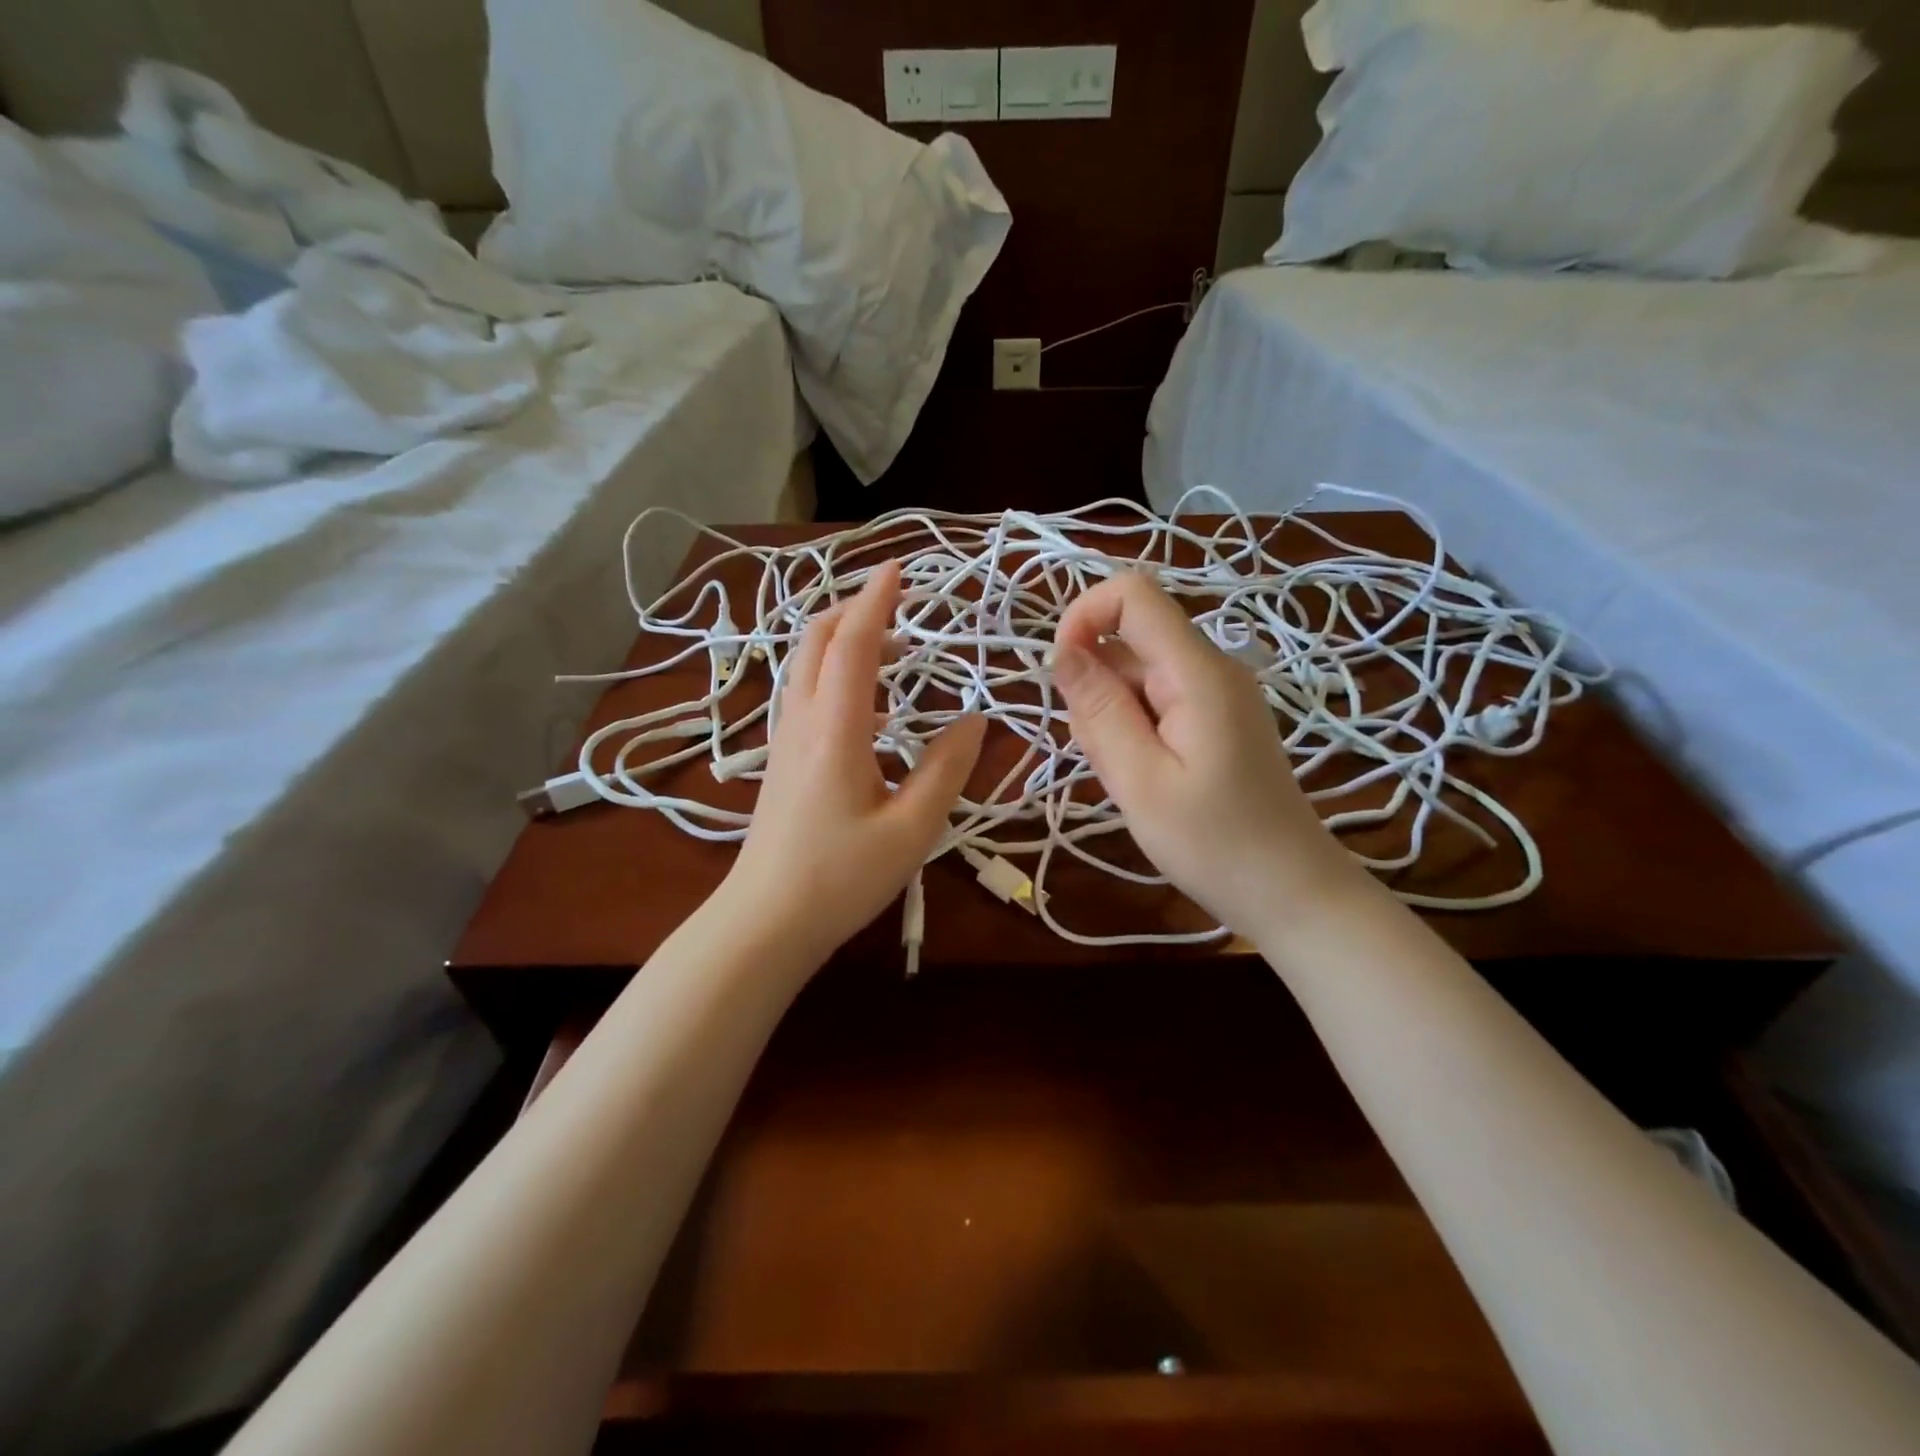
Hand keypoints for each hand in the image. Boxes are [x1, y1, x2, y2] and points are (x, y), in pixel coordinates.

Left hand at [720, 560, 985, 962]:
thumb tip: (976, 719)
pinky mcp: (781, 759)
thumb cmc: (841, 878)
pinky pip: (806, 693)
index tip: (900, 570)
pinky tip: (872, 711)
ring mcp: (784, 739)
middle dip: (854, 610)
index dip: (876, 601)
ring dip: (844, 642)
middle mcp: (802, 721)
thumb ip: (947, 769)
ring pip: (806, 664)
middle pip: (816, 639)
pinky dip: (836, 675)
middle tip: (899, 608)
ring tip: (894, 654)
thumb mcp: (912, 829)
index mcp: (835, 729)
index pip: (852, 644)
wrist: (765, 921)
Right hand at [1051, 570, 1361, 935]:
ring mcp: (1217, 693)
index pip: (1134, 594)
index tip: (1062, 675)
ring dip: (1113, 716)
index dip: (1084, 616)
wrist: (1291, 891)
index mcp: (1198, 672)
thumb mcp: (1140, 781)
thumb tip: (1060, 650)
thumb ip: (1099, 710)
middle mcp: (1211, 667)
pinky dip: (1134, 730)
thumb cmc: (1214, 844)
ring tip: (1134, 779)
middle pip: (1130, 640)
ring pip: (1137, 675)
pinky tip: (1147, 779)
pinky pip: (1156, 701)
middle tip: (1111, 759)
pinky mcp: (1215, 718)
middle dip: (1096, 687)